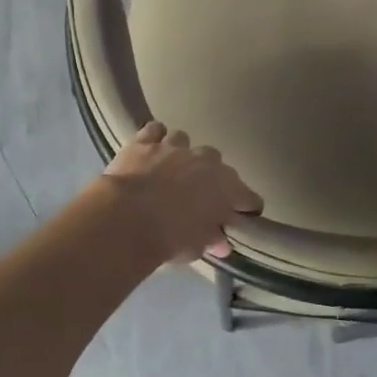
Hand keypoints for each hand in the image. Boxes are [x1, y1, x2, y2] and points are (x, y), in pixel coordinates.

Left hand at [102, 122, 261, 263]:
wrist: (127, 218)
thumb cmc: (170, 237)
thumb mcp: (196, 246)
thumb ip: (211, 239)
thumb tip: (221, 241)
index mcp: (226, 188)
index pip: (249, 197)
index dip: (247, 207)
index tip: (244, 216)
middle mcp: (206, 161)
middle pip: (217, 163)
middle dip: (211, 176)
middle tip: (201, 194)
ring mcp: (175, 148)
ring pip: (185, 140)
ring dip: (182, 153)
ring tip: (172, 168)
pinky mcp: (145, 141)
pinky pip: (155, 130)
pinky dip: (155, 137)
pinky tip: (152, 147)